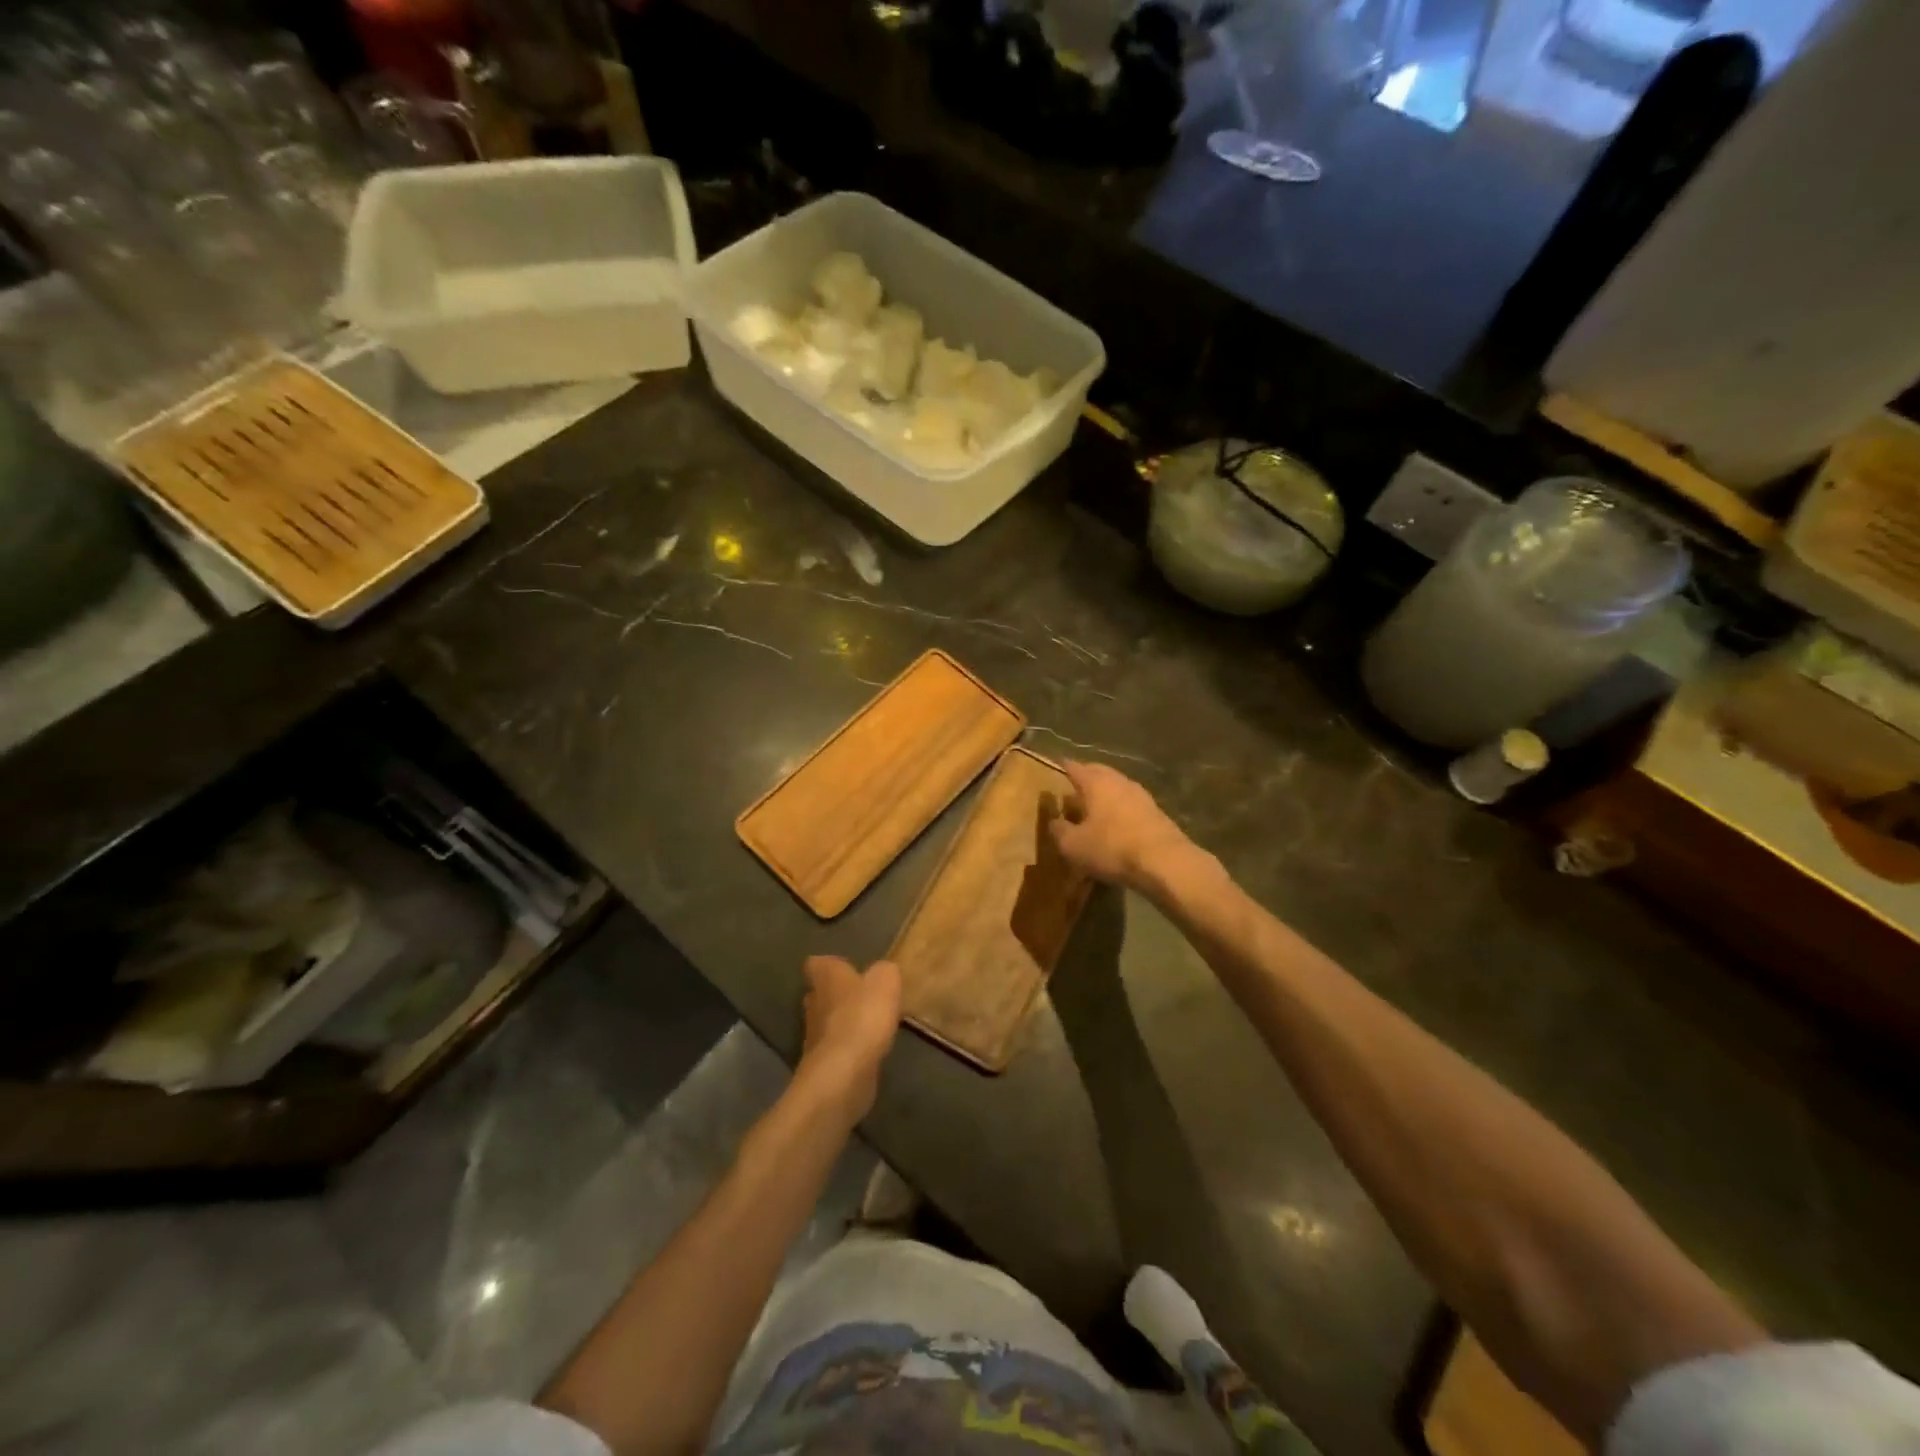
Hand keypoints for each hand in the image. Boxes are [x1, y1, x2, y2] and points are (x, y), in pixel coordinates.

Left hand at [799, 956, 901, 1122]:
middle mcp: (814, 1003)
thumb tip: (882, 972)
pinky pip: (838, 1050)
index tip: (847, 968)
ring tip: (872, 1024)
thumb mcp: (885, 981)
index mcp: (826, 978)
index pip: (817, 964)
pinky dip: (850, 1049)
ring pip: (828, 1023)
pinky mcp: (824, 1065)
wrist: (844, 1073)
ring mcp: (815, 1037)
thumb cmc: (863, 1016)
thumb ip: (884, 971)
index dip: (831, 965)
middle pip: (821, 994)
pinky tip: (870, 1051)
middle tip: (864, 996)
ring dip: (845, 1023)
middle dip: (839, 994)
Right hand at [1047, 761, 1192, 890]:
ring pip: (1117, 787)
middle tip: (1073, 786)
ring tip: (1093, 806)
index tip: (1057, 765)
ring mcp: (1141, 795)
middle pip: (1099, 772)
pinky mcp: (1156, 812)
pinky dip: (1119, 808)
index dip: (1064, 767)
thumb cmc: (1111, 847)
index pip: (1075, 768)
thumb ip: (1059, 830)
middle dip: (1086, 777)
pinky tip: (1115, 822)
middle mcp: (1119, 781)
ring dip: (1104, 793)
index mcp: (1096, 782)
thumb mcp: (1073, 845)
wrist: (1164, 861)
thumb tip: (1054, 821)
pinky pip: (1130, 803)